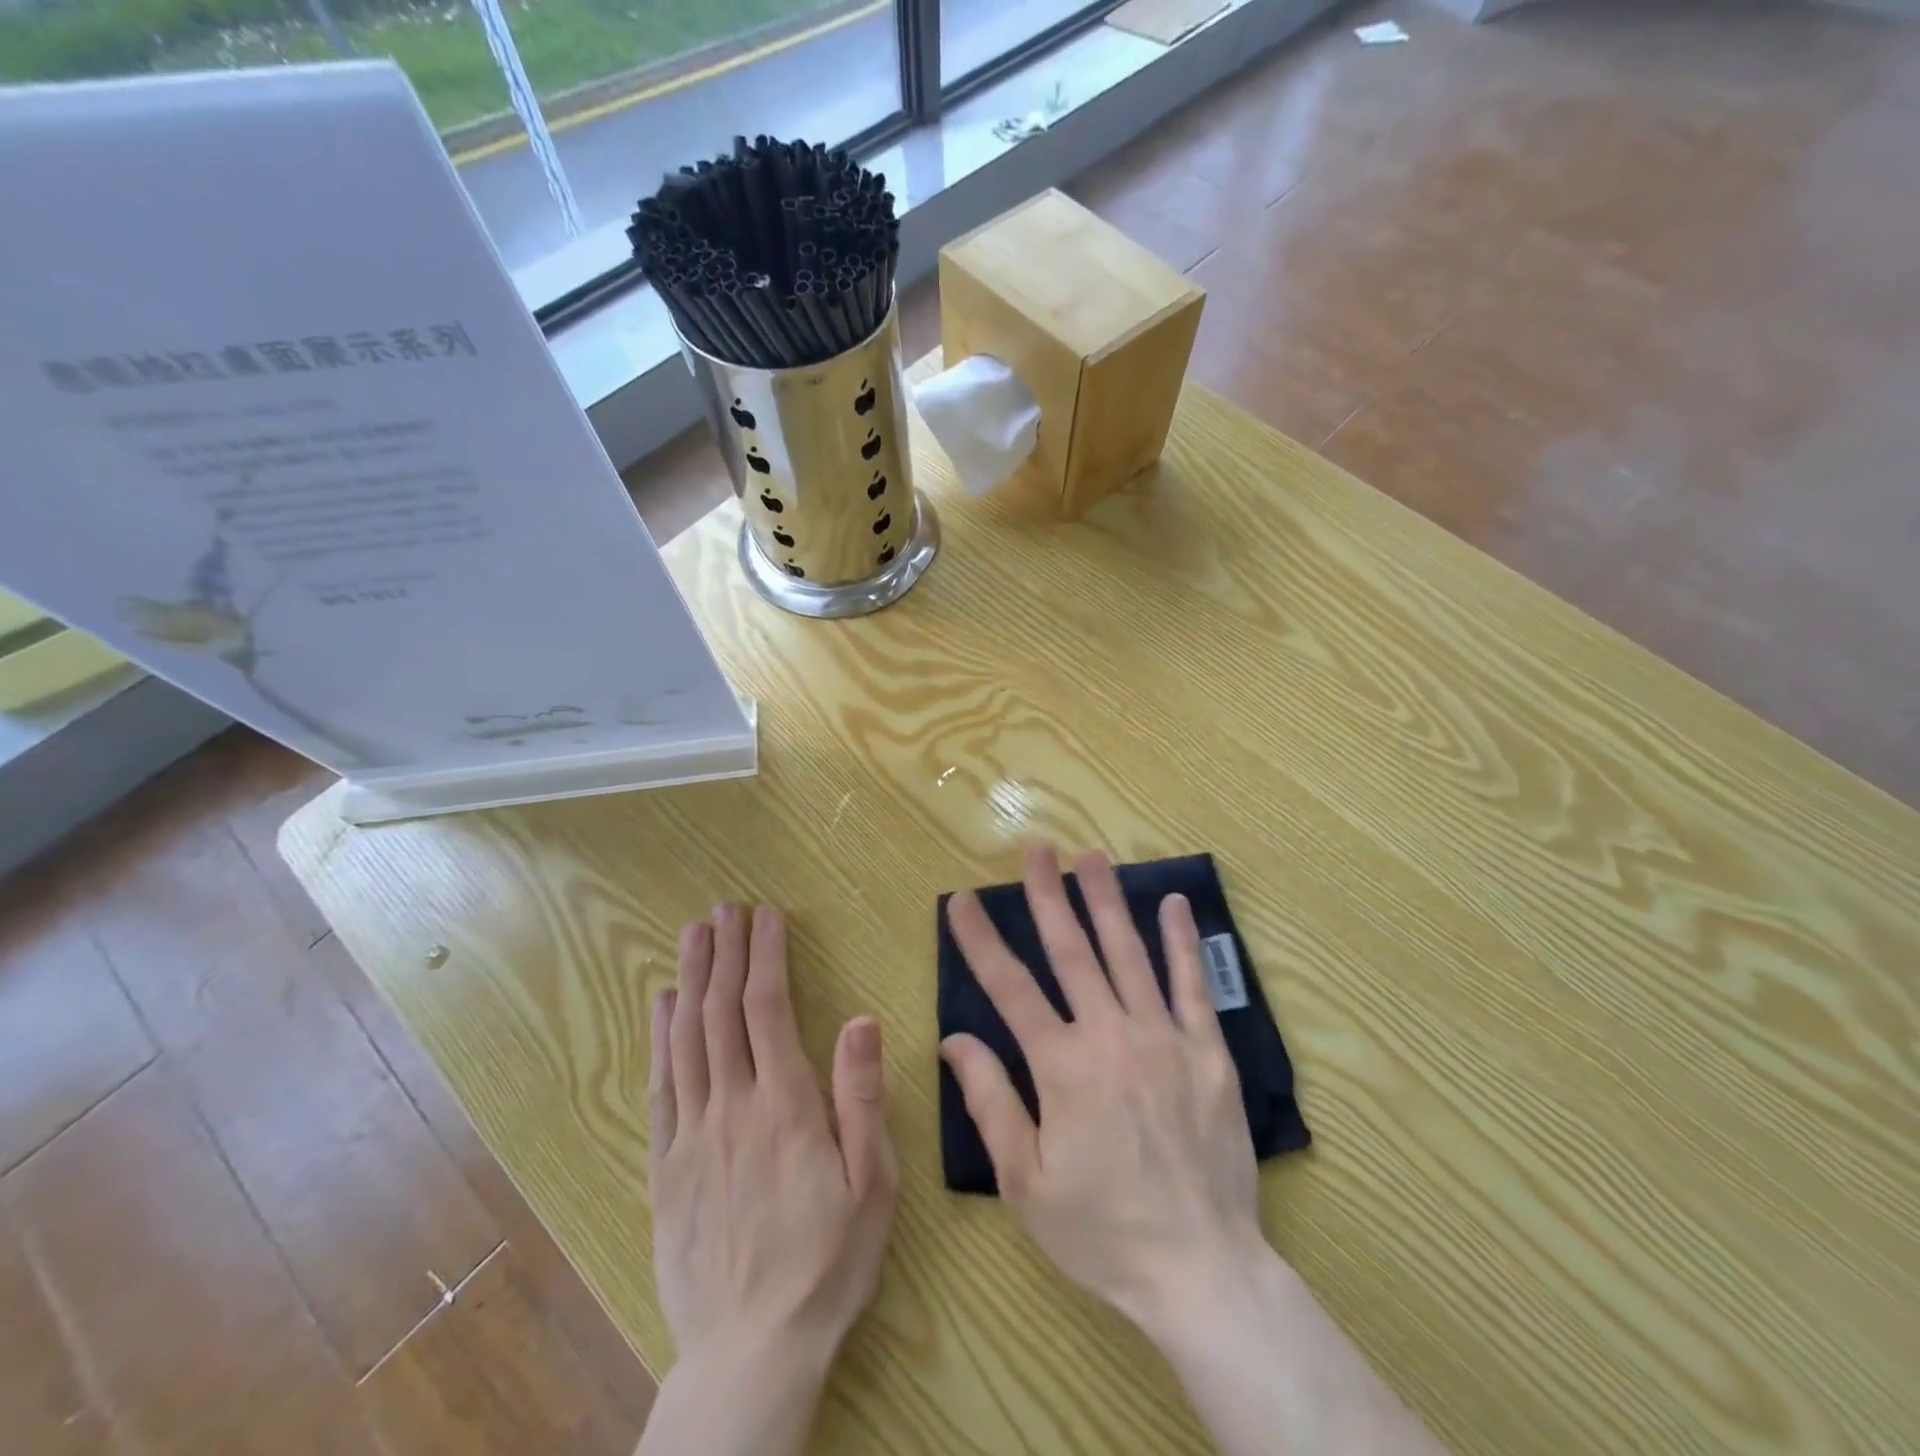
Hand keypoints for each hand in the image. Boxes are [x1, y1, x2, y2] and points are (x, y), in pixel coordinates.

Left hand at [649, 903, 897, 1375]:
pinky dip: (658, 1037)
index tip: (766, 916)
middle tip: (725, 908)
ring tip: (693, 935)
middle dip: (725, 953)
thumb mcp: (871, 1183)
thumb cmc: (827, 1263)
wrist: (751, 1354)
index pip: (769, 1009)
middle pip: (721, 1012)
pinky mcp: (665, 1167)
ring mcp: (692, 1135)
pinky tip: (661, 1004)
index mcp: (786, 1106)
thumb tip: (860, 1019)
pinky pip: (659, 1087)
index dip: (766, 955)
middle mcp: (732, 1107)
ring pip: (685, 1039)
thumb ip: (860, 1097)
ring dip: (690, 979)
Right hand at [940, 846, 1263, 1331]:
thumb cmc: (1102, 1229)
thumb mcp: (1026, 1181)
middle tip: (1036, 849)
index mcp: (1061, 1066)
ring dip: (1107, 901)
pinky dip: (1182, 942)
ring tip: (1092, 857)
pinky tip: (1174, 904)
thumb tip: (956, 1039)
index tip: (962, 900)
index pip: (1009, 987)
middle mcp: (1110, 1035)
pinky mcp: (1208, 1051)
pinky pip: (1193, 985)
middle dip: (1048, 896)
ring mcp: (1164, 1037)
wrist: (1201, 1269)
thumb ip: (990, 1102)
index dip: (981, 940)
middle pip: (1071, 952)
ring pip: (1128, 953)